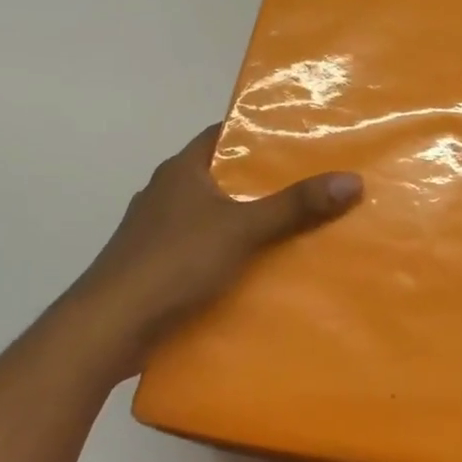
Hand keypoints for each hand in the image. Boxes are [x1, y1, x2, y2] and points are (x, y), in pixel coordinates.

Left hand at [64, 125, 362, 373]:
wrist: (109, 328)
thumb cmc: (173, 262)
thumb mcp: (242, 228)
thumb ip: (294, 206)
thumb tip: (352, 179)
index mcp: (181, 170)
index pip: (223, 135)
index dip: (258, 134)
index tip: (300, 139)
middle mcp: (167, 193)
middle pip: (223, 177)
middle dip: (262, 182)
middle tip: (312, 184)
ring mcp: (158, 232)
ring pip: (214, 216)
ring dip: (247, 221)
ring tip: (297, 226)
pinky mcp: (158, 267)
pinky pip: (204, 250)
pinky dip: (230, 254)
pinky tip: (259, 268)